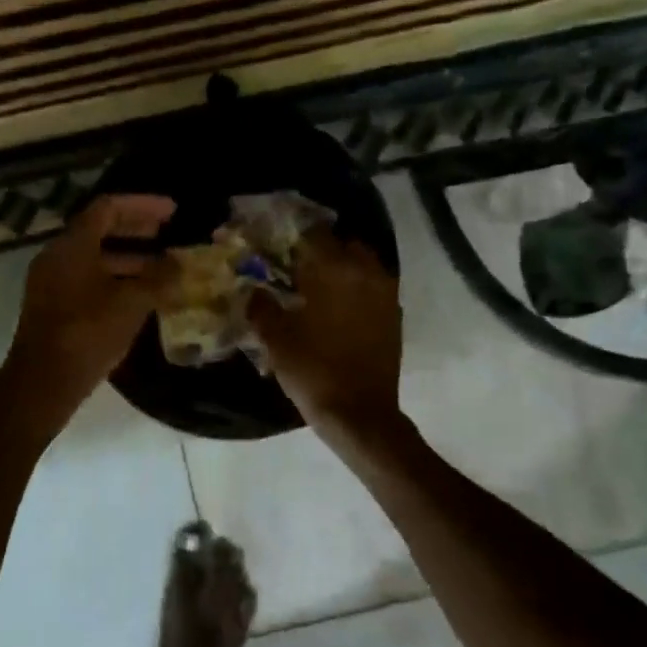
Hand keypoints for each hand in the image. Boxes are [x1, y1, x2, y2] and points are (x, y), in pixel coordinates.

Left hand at [2, 194, 177, 426]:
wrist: (43, 382)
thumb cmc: (87, 333)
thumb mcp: (131, 303)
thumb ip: (158, 279)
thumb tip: (179, 264)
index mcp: (72, 245)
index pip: (108, 208)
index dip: (143, 205)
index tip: (173, 212)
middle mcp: (58, 256)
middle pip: (99, 230)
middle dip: (136, 230)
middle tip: (168, 233)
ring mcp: (52, 283)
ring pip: (94, 259)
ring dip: (129, 259)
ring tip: (162, 270)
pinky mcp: (53, 307)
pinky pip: (88, 280)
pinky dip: (115, 280)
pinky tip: (140, 297)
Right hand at [248, 228, 403, 442]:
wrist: (360, 414)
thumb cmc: (314, 371)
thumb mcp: (275, 338)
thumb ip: (261, 305)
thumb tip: (252, 288)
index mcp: (335, 270)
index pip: (313, 232)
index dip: (292, 234)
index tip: (275, 243)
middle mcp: (366, 273)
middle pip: (343, 244)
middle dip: (321, 249)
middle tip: (296, 266)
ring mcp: (385, 294)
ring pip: (362, 265)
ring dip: (341, 269)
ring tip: (316, 288)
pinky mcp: (394, 316)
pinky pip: (373, 288)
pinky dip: (355, 290)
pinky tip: (336, 309)